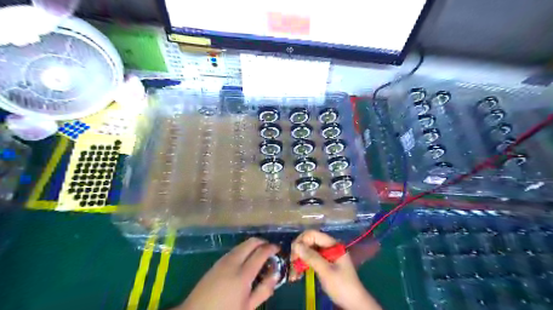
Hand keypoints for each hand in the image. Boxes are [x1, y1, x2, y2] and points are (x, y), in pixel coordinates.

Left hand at [176, 239, 280, 307]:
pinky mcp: (216, 262)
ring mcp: (223, 260)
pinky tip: (245, 259)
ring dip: (252, 245)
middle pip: (251, 242)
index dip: (271, 248)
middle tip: (269, 249)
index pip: (261, 252)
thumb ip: (263, 290)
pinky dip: (243, 249)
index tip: (278, 249)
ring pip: (241, 244)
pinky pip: (234, 250)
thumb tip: (276, 274)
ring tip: (258, 254)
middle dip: (262, 242)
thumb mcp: (248, 307)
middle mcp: (233, 262)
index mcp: (243, 274)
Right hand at [290, 229, 379, 309]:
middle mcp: (328, 247)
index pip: (312, 234)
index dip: (301, 241)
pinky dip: (303, 266)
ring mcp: (326, 255)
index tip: (294, 255)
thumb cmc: (342, 285)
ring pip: (307, 252)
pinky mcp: (323, 264)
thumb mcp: (326, 271)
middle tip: (292, 265)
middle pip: (309, 242)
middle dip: (298, 252)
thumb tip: (295, 245)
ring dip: (299, 261)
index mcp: (332, 244)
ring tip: (293, 275)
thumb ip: (311, 257)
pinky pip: (310, 260)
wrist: (354, 303)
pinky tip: (297, 276)